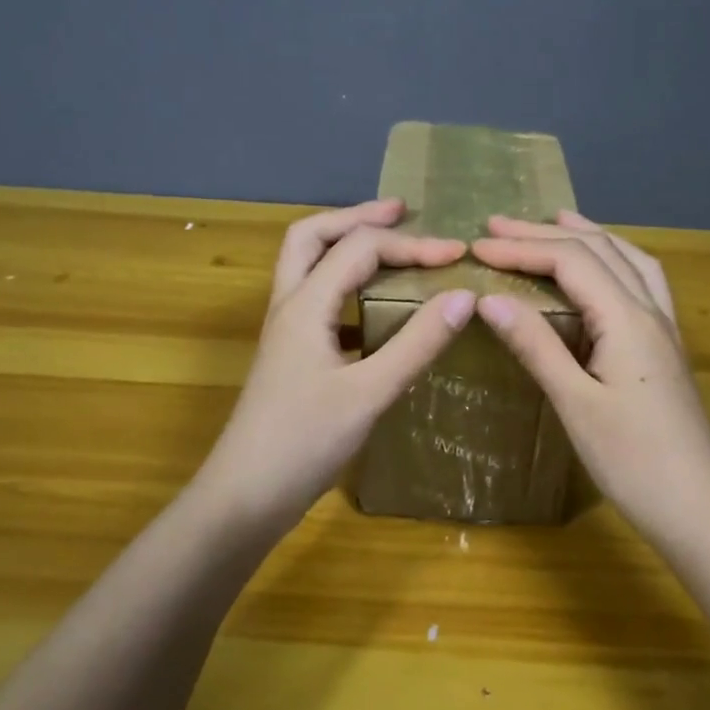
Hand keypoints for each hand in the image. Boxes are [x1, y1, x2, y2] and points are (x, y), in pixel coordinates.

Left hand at [197, 199, 475, 532]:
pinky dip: (347, 288)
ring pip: (309, 267)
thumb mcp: (369, 393)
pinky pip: (319, 303)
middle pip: (312, 237)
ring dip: (346, 247)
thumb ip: (416, 344)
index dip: (411, 245)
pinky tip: (376, 310)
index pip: (359, 249)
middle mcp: (290, 308)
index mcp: (306, 306)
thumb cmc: (303, 443)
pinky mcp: (291, 358)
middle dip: (357, 218)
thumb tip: (464, 297)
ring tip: (390, 247)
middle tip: (402, 212)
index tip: (457, 255)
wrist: (245, 496)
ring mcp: (286, 333)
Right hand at [470, 212, 709, 553]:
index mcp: (627, 319)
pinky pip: (641, 282)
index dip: (522, 248)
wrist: (699, 509)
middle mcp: (650, 311)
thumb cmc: (633, 462)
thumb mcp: (576, 404)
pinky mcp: (666, 349)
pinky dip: (614, 261)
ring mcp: (665, 329)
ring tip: (555, 222)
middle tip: (498, 225)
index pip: (571, 261)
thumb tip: (489, 299)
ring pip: (628, 260)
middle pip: (599, 250)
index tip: (477, 247)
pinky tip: (603, 272)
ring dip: (588, 236)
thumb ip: (536, 346)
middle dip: (546, 233)